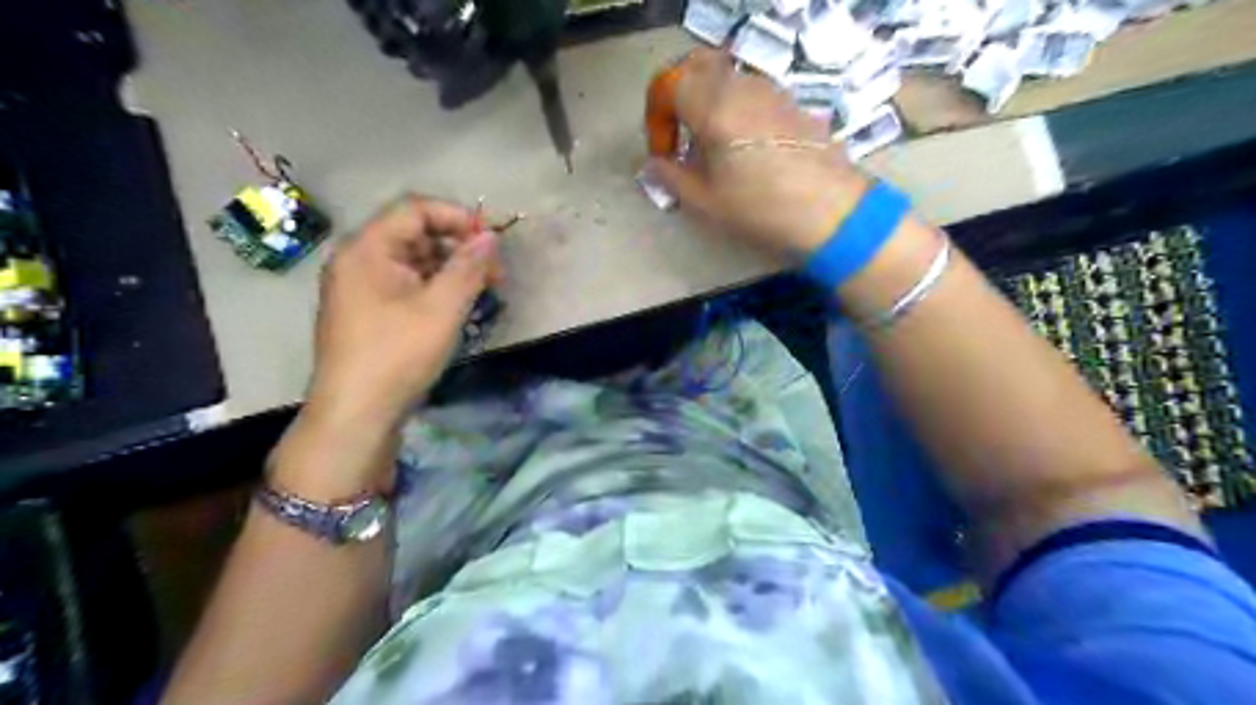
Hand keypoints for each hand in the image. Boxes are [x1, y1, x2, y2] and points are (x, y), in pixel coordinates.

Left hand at [305, 196, 498, 431]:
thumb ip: (469, 267)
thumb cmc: (397, 355)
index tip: (492, 242)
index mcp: (367, 249)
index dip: (458, 217)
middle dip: (459, 247)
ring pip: (413, 261)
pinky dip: (434, 288)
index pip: (415, 209)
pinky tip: (457, 308)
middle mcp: (358, 260)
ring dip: (451, 270)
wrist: (356, 414)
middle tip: (495, 274)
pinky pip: (405, 284)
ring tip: (482, 293)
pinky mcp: (367, 311)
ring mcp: (359, 287)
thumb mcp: (442, 309)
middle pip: (414, 233)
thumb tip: (490, 237)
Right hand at [647, 48, 874, 259]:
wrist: (831, 210)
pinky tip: (743, 145)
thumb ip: (671, 176)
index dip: (657, 116)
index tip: (664, 151)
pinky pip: (751, 92)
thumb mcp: (706, 201)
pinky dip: (735, 107)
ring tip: (712, 146)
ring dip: (708, 101)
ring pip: (727, 77)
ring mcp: (770, 90)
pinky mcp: (791, 102)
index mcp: (713, 107)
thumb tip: (654, 163)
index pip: (669, 86)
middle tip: (680, 136)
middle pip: (698, 67)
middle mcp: (740, 87)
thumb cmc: (760, 208)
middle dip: (680, 97)